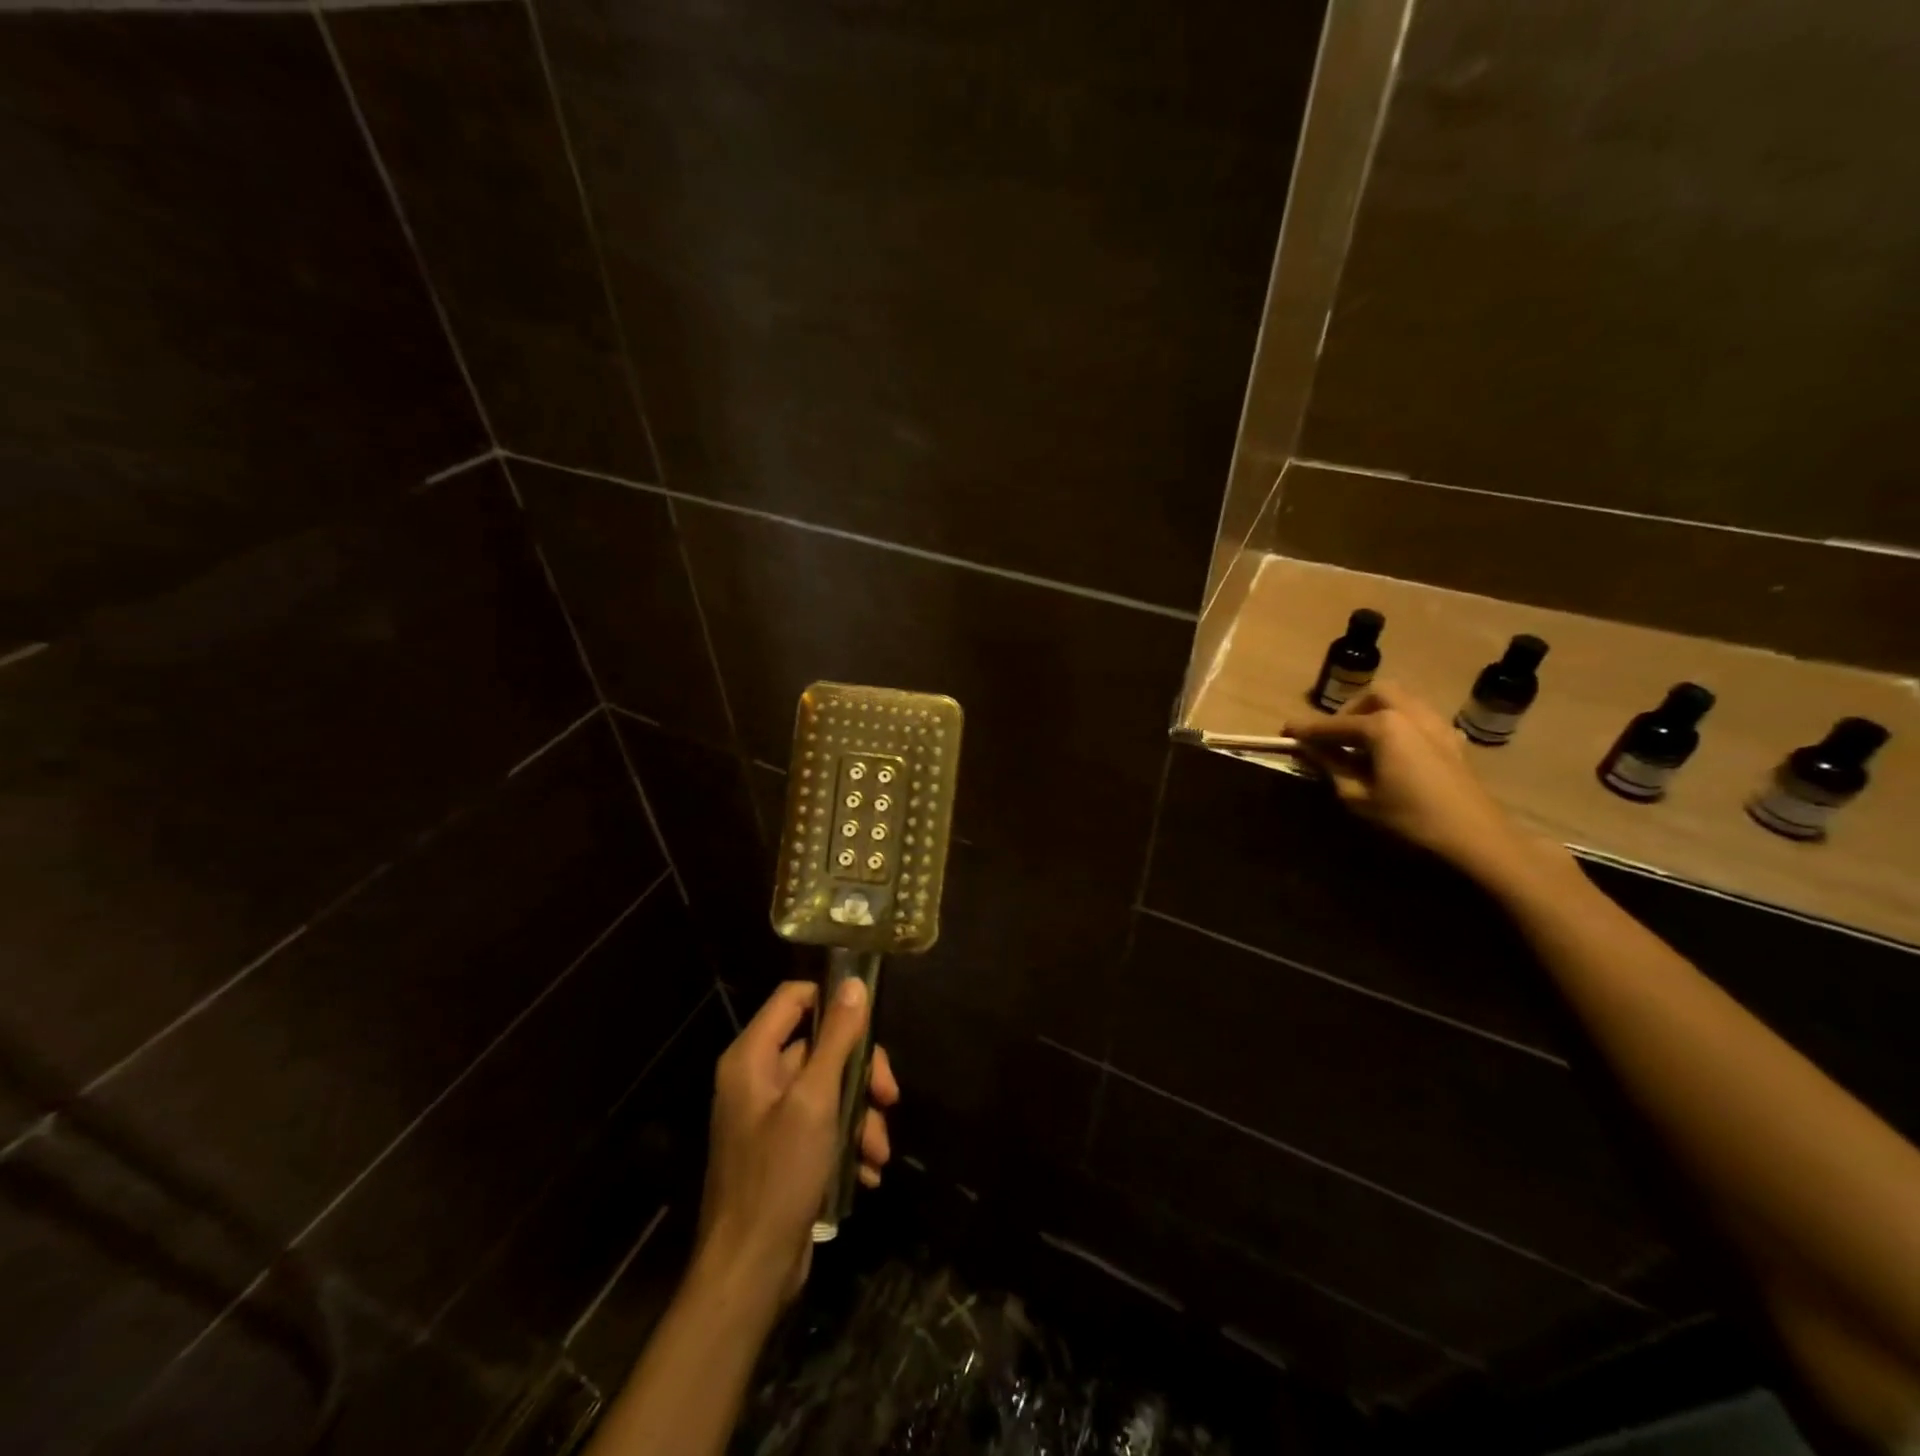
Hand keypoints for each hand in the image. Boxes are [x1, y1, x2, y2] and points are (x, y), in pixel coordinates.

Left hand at [694, 979, 899, 1304]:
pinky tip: (868, 1170)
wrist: (749, 1273)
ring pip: (829, 1087)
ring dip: (861, 1114)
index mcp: (752, 1057)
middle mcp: (757, 1077)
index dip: (832, 1001)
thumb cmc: (778, 1177)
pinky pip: (823, 1122)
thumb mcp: (815, 1101)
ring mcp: (770, 1115)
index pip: (794, 997)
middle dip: (860, 1071)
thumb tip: (854, 984)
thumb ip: (836, 1039)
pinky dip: (848, 1140)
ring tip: (879, 1151)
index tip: (871, 1022)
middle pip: (820, 1044)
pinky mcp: (784, 1148)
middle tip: (889, 1096)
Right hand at [1283, 682, 1532, 883]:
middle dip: (1349, 711)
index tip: (1284, 732)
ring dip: (1375, 714)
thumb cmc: (1410, 819)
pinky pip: (1419, 719)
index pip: (1334, 724)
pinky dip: (1398, 725)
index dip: (1306, 729)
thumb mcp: (1359, 797)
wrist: (1477, 840)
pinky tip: (1391, 752)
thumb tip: (1310, 749)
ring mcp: (1437, 725)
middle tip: (1332, 736)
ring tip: (1360, 743)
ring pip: (1400, 702)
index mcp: (1384, 725)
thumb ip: (1332, 766)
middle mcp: (1410, 714)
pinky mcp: (1452, 742)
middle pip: (1373, 697)